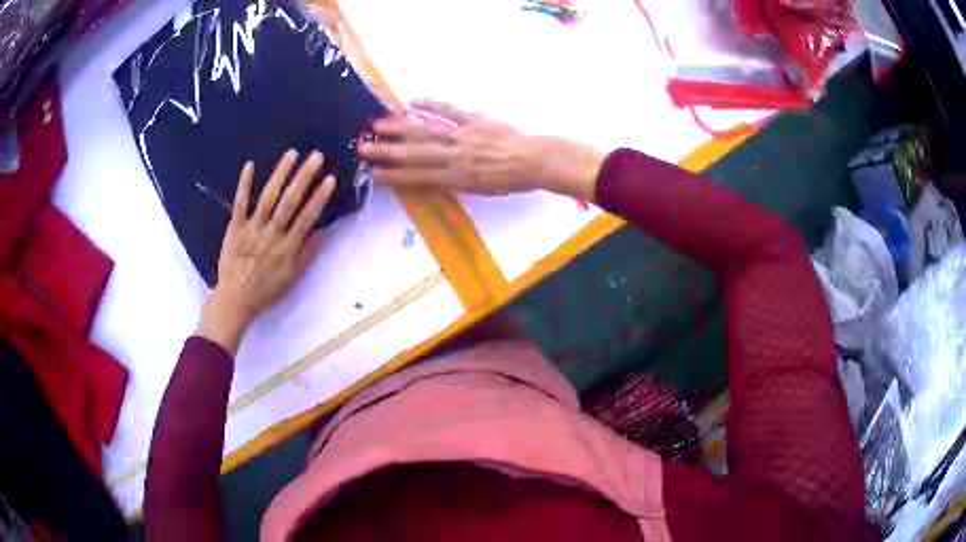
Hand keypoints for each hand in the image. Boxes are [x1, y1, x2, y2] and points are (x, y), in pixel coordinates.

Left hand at [198, 150, 334, 353]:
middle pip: (289, 202)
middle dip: (303, 177)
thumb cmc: (266, 290)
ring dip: (280, 174)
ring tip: (292, 154)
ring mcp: (252, 229)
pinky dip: (244, 185)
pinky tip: (250, 165)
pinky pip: (240, 204)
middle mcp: (271, 234)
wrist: (235, 300)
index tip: (330, 178)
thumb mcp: (292, 279)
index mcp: (287, 248)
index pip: (307, 217)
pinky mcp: (234, 228)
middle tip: (315, 155)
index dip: (319, 197)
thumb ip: (306, 255)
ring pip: (268, 197)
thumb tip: (321, 232)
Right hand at [358, 100, 603, 199]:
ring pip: (426, 132)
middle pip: (415, 154)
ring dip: (400, 128)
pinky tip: (412, 101)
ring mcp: (464, 137)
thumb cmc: (509, 180)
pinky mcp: (475, 120)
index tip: (372, 172)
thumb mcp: (480, 190)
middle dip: (386, 151)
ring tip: (377, 124)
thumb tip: (427, 179)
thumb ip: (453, 182)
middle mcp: (455, 158)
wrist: (536, 161)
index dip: (393, 175)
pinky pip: (450, 111)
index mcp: (456, 178)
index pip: (417, 177)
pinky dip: (430, 105)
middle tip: (361, 147)